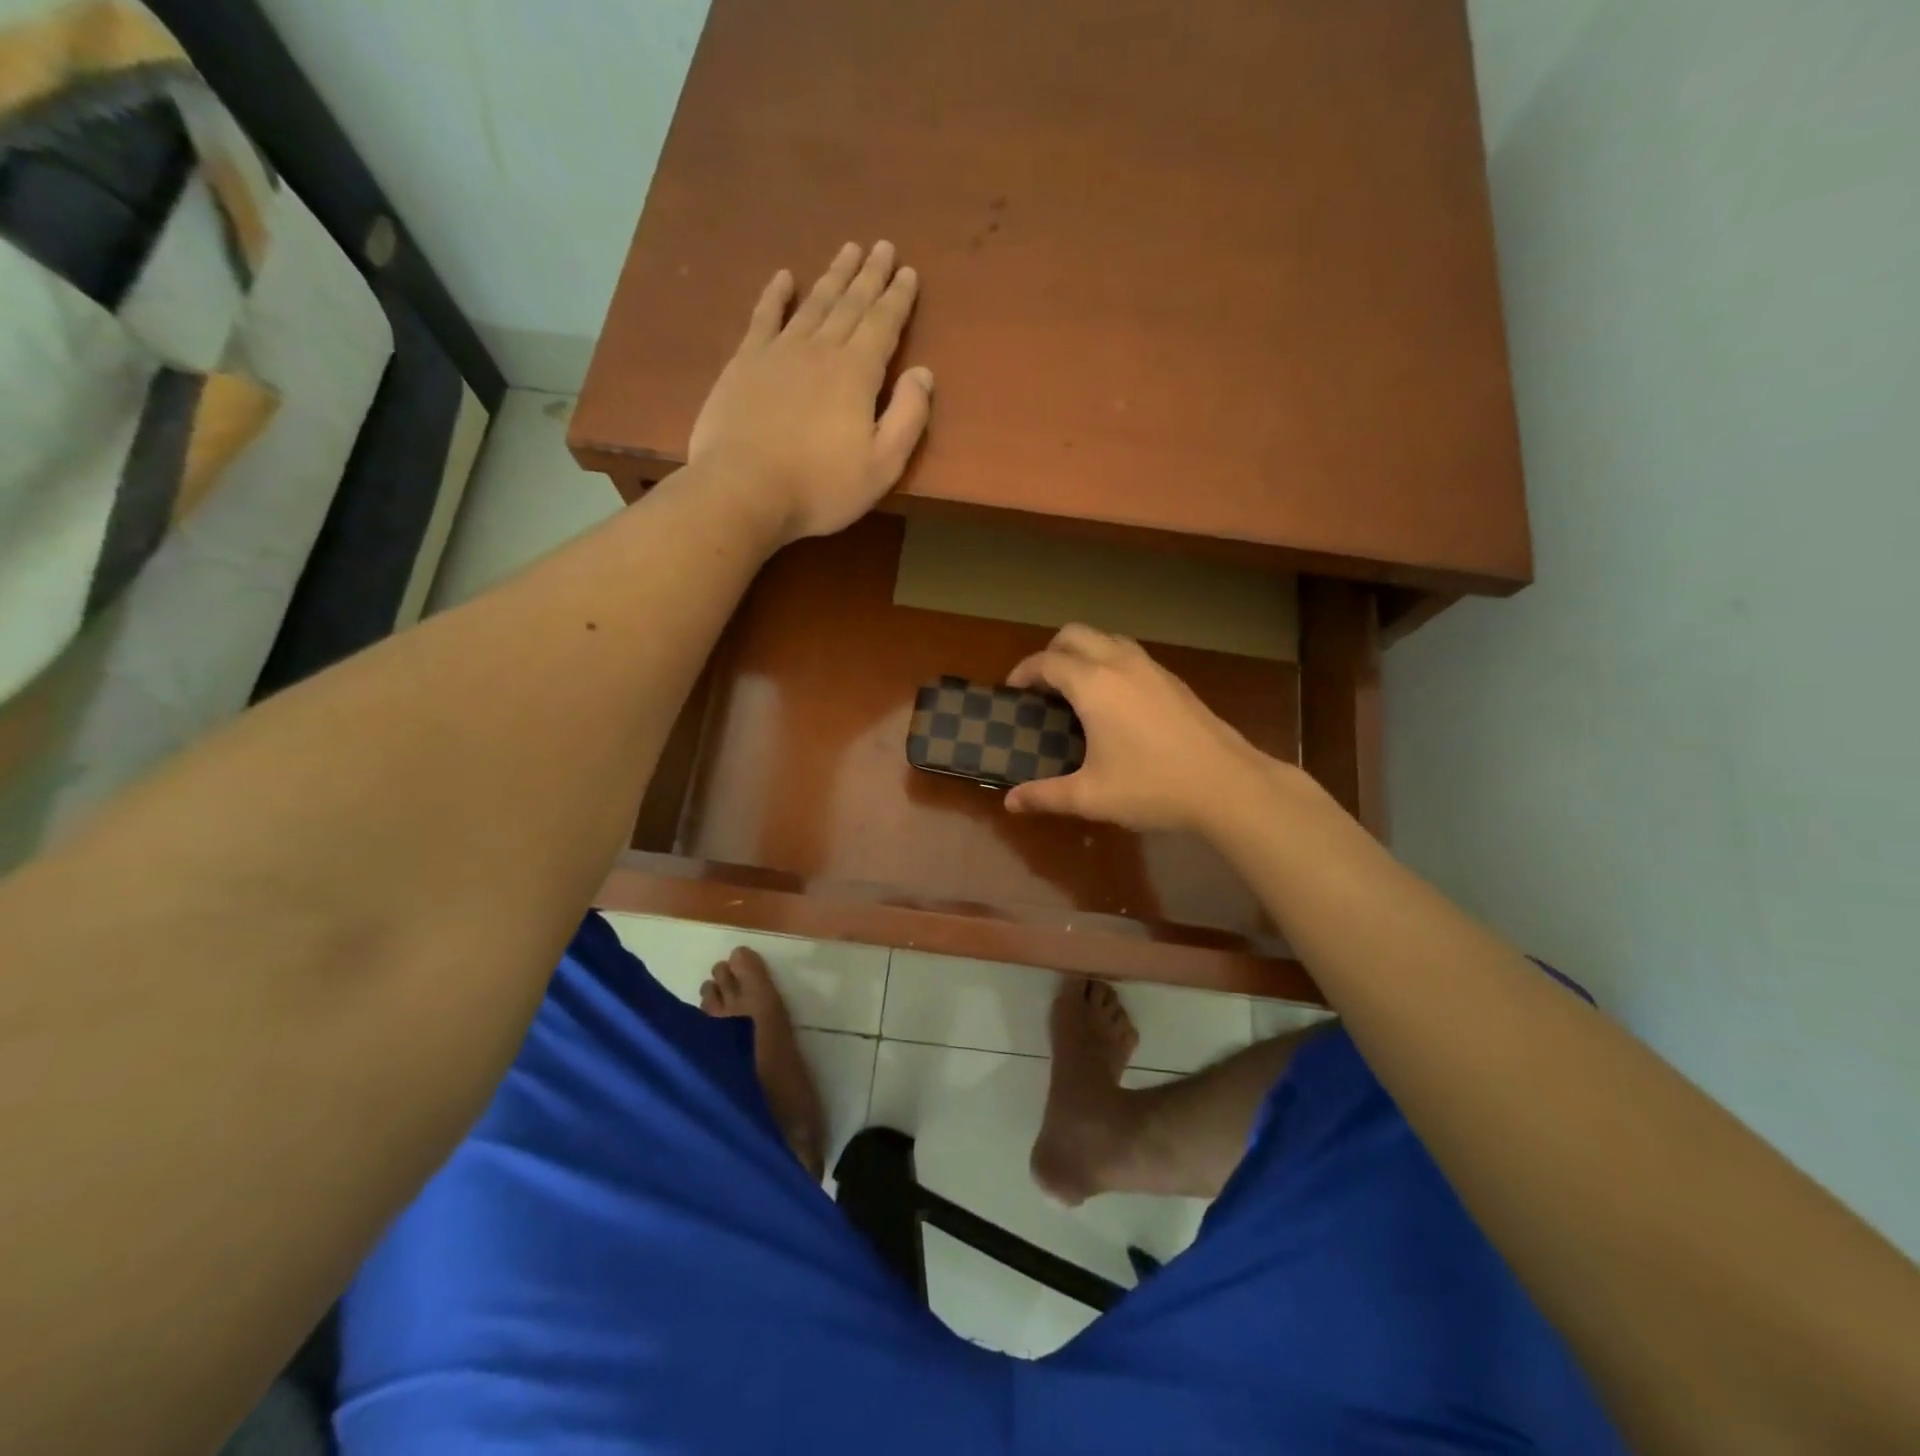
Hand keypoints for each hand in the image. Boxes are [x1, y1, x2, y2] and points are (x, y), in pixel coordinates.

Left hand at [687, 241, 933, 545]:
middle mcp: (820, 350)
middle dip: (870, 276)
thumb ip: (908, 418)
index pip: (884, 325)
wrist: (743, 489)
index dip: (898, 298)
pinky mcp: (744, 363)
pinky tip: (784, 277)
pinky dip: (775, 295)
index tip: (908, 271)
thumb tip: (924, 373)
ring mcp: (778, 352)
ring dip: (833, 276)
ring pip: (813, 303)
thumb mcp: (881, 466)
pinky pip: (764, 317)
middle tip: (883, 247)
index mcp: (857, 373)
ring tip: (848, 250)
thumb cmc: (820, 487)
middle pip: (850, 304)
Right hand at [1003, 625, 1283, 833]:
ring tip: (1076, 689)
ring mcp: (1151, 668)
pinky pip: (1130, 654)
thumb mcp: (1091, 796)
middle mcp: (1119, 664)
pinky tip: (1115, 701)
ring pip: (1106, 638)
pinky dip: (1110, 662)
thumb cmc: (1152, 787)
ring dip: (1084, 652)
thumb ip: (1045, 796)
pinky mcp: (1173, 680)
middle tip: (1042, 686)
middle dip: (1051, 652)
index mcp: (1093, 684)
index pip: (1047, 661)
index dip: (1024, 672)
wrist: (1227, 784)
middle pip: (1075, 634)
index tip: (1013, 691)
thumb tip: (1011, 802)